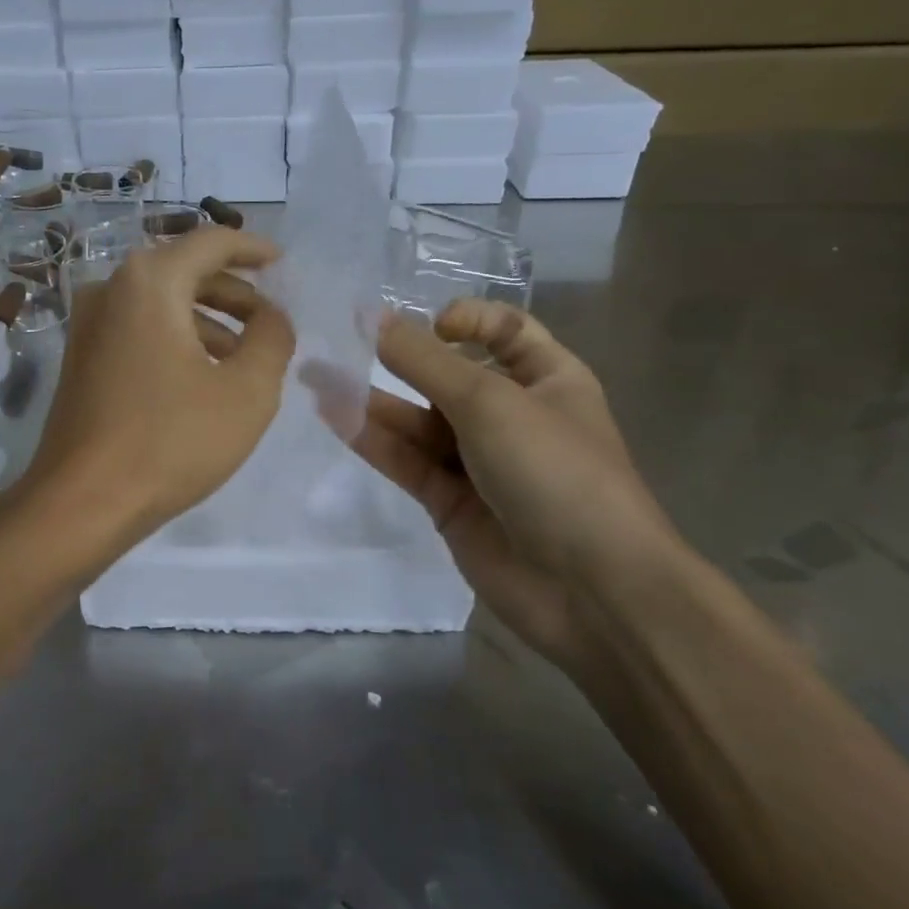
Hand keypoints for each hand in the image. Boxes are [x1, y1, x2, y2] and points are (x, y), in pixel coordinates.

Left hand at [22, 228, 295, 543]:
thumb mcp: (247, 391)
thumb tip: (272, 316)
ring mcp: (88, 323)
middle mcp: (111, 288)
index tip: (282, 264)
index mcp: (150, 281)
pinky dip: (177, 337)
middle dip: (233, 291)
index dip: (253, 249)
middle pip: (184, 270)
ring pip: (161, 302)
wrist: (82, 501)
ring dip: (207, 319)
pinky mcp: (81, 356)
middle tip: (270, 320)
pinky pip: (139, 328)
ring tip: (245, 356)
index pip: (211, 241)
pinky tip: (203, 375)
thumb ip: (272, 338)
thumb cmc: (170, 440)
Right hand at [350, 300, 681, 672]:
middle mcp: (512, 415)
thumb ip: (425, 361)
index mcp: (547, 379)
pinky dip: (372, 439)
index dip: (467, 320)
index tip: (431, 326)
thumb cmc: (555, 472)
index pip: (505, 330)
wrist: (592, 591)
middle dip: (399, 359)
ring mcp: (478, 461)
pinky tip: (333, 415)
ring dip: (370, 399)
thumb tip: (374, 317)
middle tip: (341, 340)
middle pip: (448, 375)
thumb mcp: (490, 402)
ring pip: (418, 420)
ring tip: (316, 377)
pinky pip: (406, 460)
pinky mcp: (449, 501)